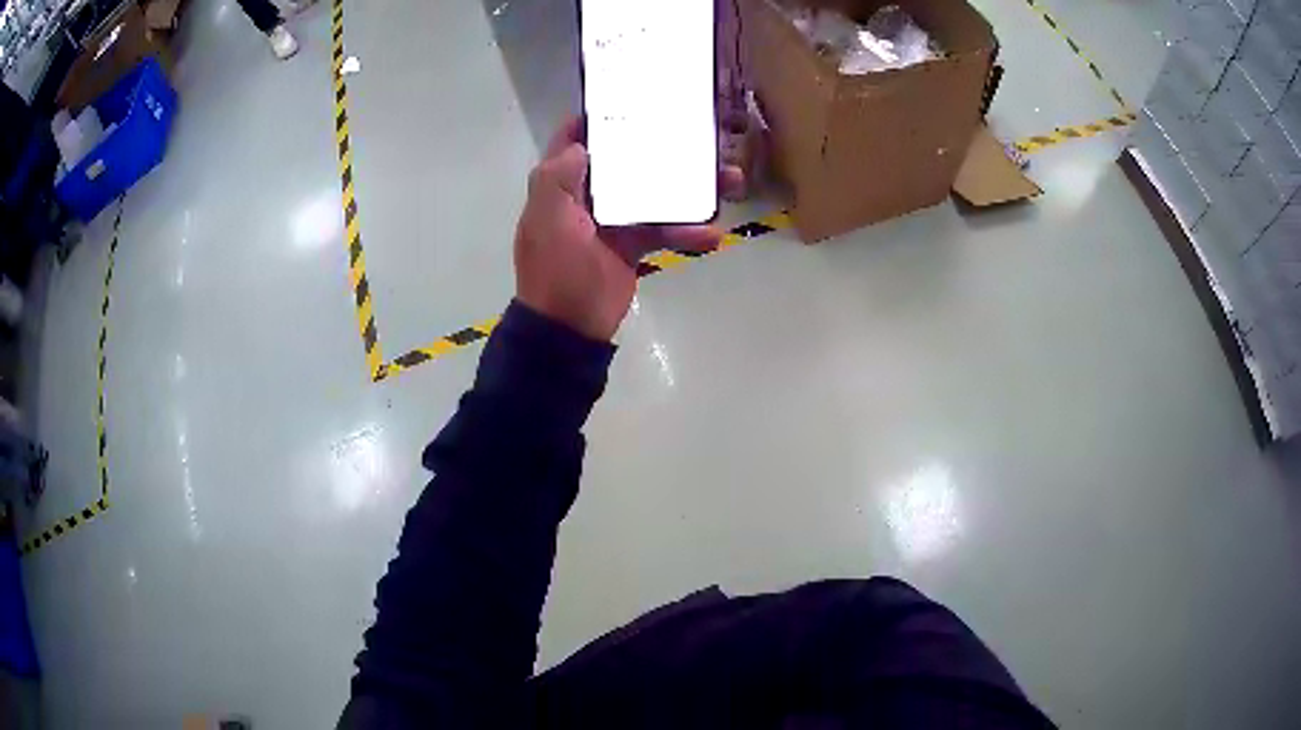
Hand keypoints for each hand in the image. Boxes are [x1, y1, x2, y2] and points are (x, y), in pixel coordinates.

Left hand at [514, 117, 737, 341]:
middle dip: (662, 145)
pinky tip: (712, 235)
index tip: (631, 96)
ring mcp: (615, 217)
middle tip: (700, 132)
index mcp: (564, 183)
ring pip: (656, 190)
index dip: (596, 116)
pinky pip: (666, 227)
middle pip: (628, 159)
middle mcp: (590, 192)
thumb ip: (556, 179)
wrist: (571, 327)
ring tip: (730, 181)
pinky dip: (688, 231)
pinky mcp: (636, 242)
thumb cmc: (556, 270)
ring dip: (691, 187)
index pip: (576, 138)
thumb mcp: (547, 222)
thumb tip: (582, 143)